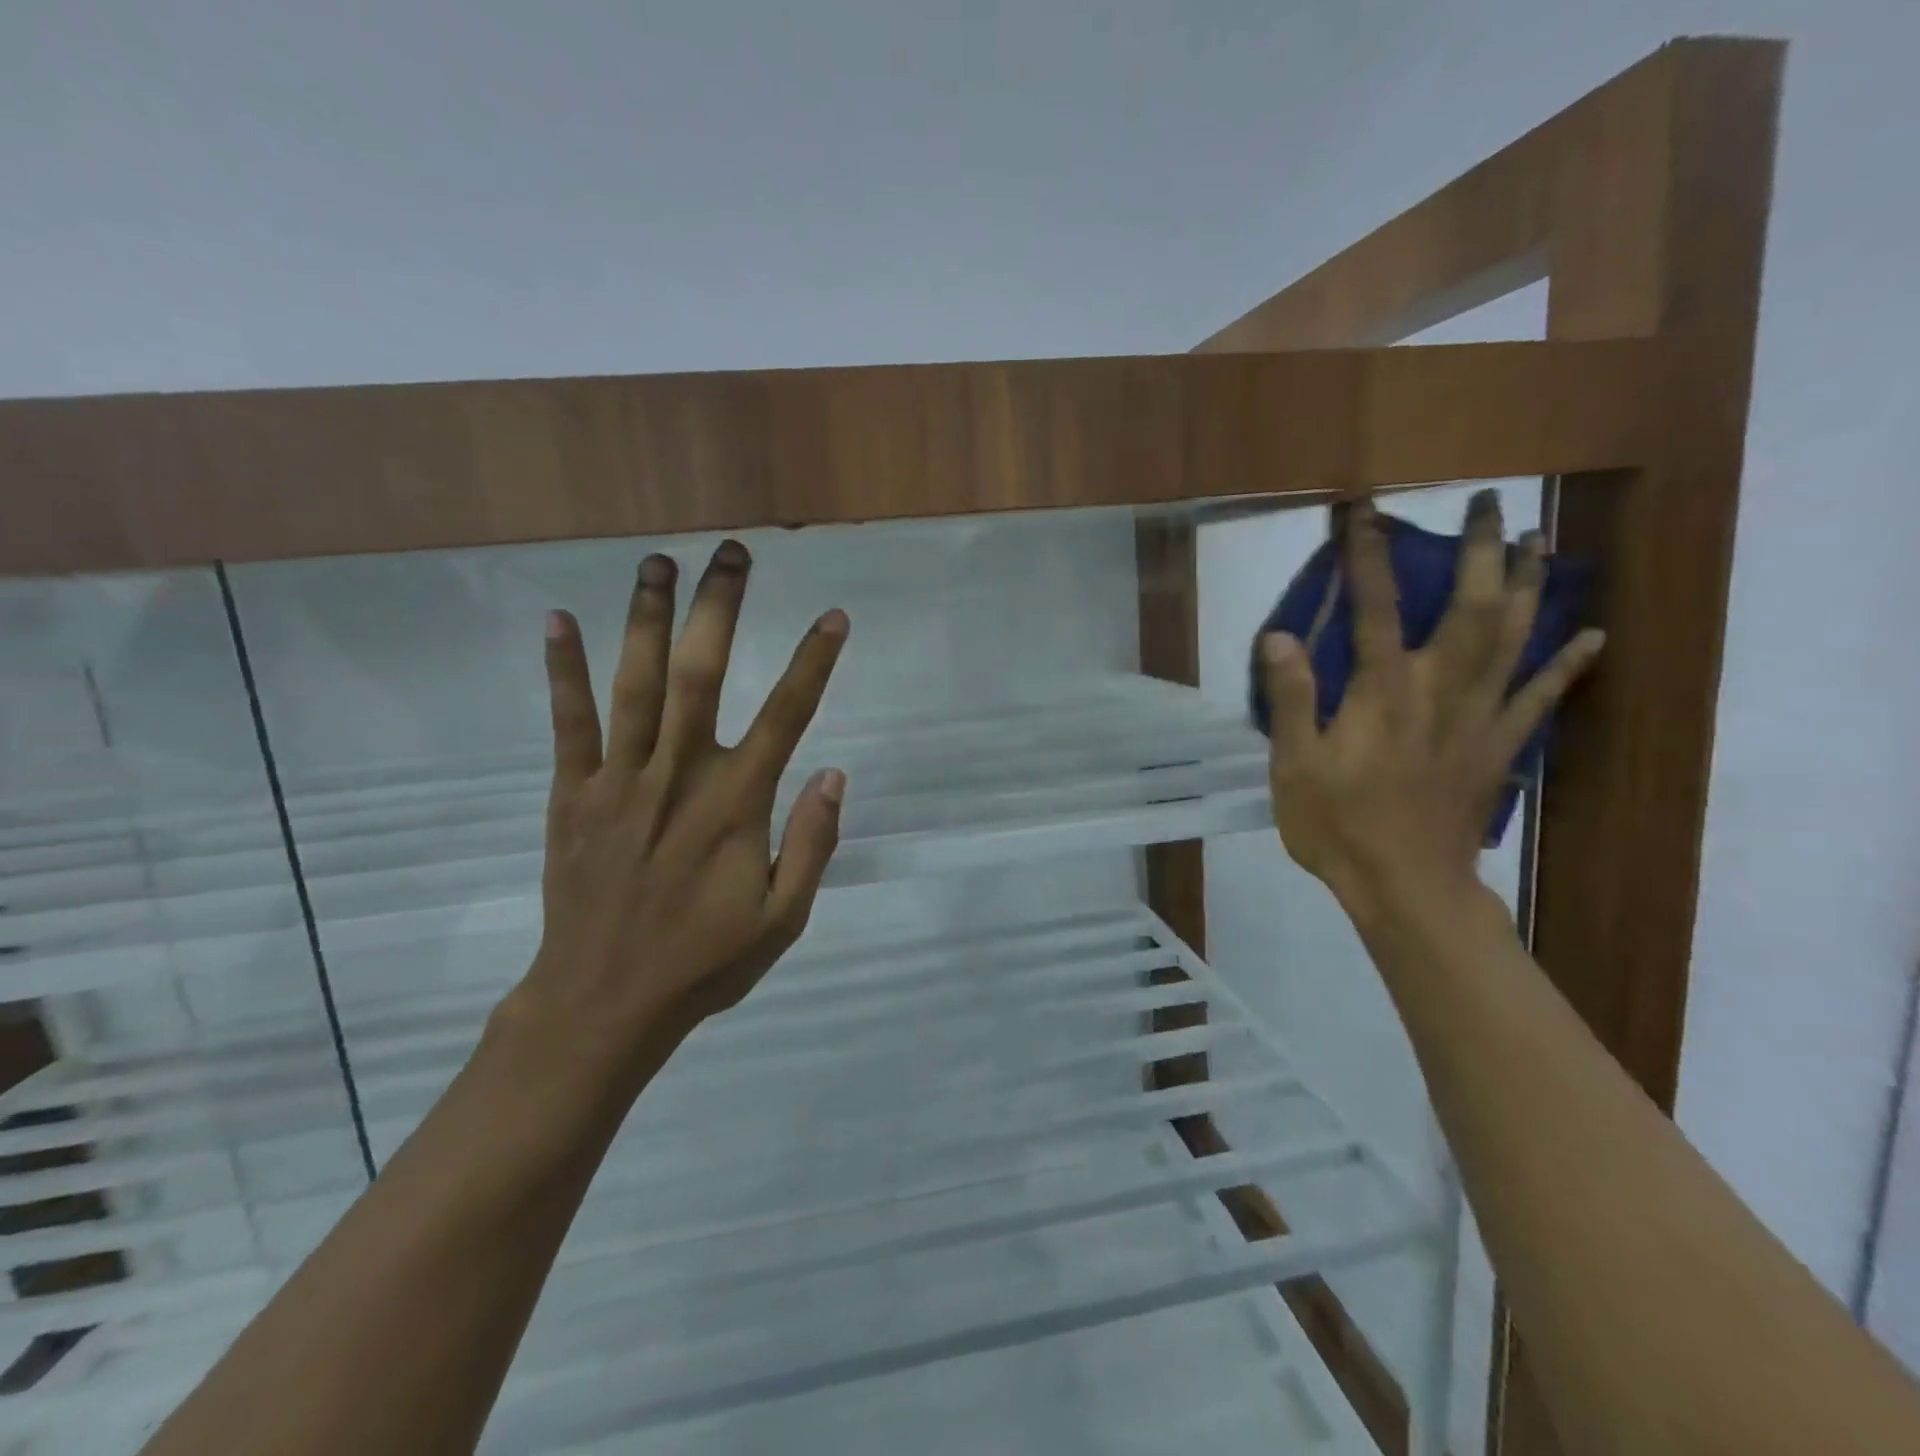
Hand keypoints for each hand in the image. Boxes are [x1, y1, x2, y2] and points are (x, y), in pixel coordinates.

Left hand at [507, 541, 848, 1075]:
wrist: (603, 1004)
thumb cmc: (704, 962)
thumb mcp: (783, 919)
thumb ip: (811, 844)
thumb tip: (834, 774)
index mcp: (735, 806)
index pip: (785, 718)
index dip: (812, 663)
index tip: (833, 617)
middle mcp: (678, 777)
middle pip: (700, 675)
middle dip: (719, 609)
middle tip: (732, 554)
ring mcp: (618, 782)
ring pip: (634, 684)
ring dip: (646, 617)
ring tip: (658, 562)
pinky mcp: (572, 796)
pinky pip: (568, 724)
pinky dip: (564, 670)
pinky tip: (559, 619)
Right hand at [1258, 491, 1602, 919]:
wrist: (1406, 886)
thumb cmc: (1337, 825)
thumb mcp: (1294, 765)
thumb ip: (1292, 698)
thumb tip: (1281, 635)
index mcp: (1383, 693)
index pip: (1375, 609)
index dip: (1369, 557)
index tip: (1365, 512)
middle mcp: (1440, 691)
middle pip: (1470, 608)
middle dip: (1478, 551)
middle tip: (1488, 504)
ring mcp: (1479, 718)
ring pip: (1513, 639)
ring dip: (1528, 586)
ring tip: (1537, 542)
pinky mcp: (1499, 748)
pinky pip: (1540, 698)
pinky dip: (1566, 664)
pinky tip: (1590, 635)